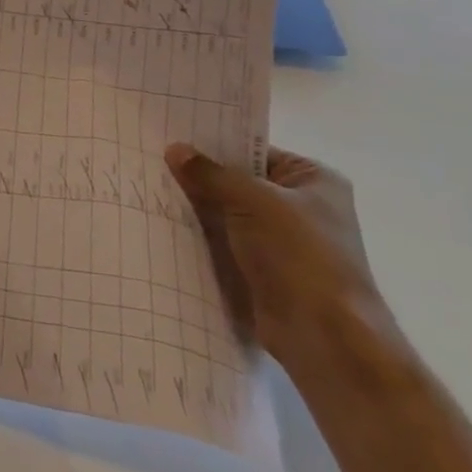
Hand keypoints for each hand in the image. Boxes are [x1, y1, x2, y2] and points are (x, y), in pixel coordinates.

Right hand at [163, 143, 385, 367]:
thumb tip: (174, 149)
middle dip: (199, 177)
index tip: (170, 135)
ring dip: (195, 209)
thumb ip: (211, 173)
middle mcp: (301, 207)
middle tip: (150, 161)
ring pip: (227, 214)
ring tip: (148, 189)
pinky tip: (162, 224)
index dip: (214, 143)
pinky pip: (223, 243)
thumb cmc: (300, 254)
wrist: (324, 336)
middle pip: (238, 182)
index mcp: (313, 180)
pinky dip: (199, 238)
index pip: (254, 150)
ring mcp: (282, 242)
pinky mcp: (262, 271)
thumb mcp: (253, 200)